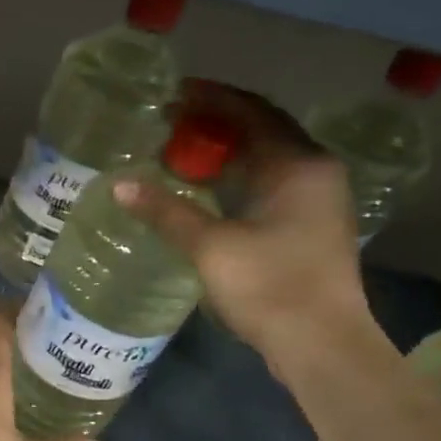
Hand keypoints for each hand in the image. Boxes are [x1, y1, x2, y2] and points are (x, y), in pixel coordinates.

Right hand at [112, 84, 373, 374]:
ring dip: (225, 153)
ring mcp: (316, 202)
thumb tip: (119, 184)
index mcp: (299, 164)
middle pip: (261, 132)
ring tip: (178, 152)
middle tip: (168, 123)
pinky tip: (204, 191)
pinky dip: (235, 179)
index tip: (171, 94)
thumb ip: (165, 211)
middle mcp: (314, 173)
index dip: (210, 98)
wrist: (321, 346)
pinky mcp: (309, 228)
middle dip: (215, 124)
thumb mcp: (211, 246)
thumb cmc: (270, 286)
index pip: (251, 111)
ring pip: (265, 161)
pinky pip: (267, 186)